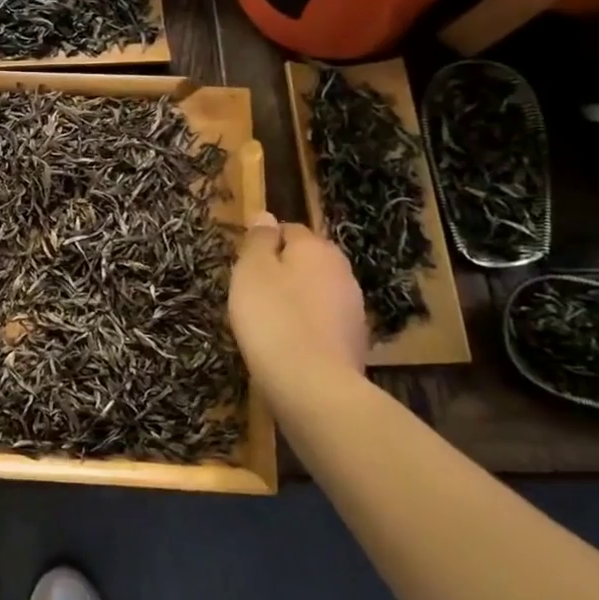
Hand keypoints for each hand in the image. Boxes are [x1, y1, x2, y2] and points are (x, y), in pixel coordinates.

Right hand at [228, 215, 367, 403]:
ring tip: (267, 321)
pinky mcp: (354, 341)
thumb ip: (259, 240)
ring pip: (316, 292)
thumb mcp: (252, 271)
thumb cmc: (272, 317)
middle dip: (282, 272)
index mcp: (317, 248)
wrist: (312, 384)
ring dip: (295, 300)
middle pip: (306, 261)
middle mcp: (342, 271)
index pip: (289, 230)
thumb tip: (266, 215)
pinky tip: (287, 344)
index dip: (264, 243)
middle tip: (252, 293)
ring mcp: (353, 308)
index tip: (244, 265)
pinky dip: (306, 327)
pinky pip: (323, 322)